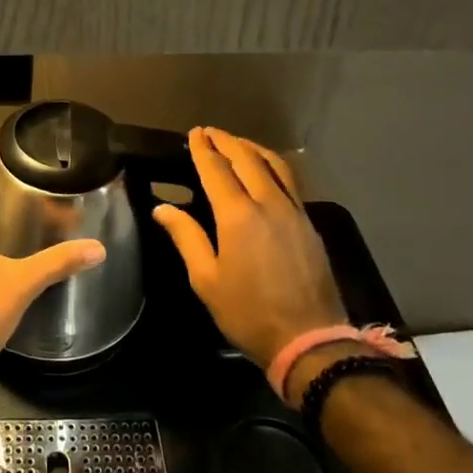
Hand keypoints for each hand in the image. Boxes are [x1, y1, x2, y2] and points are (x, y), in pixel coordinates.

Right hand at [153, 127, 347, 370]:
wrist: (309, 340)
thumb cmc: (248, 312)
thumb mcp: (206, 279)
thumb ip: (186, 237)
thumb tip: (162, 209)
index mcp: (238, 215)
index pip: (216, 169)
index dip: (203, 149)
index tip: (194, 133)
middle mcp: (268, 203)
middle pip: (247, 159)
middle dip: (226, 141)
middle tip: (210, 132)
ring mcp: (294, 211)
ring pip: (274, 165)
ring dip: (252, 148)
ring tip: (237, 143)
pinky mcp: (309, 224)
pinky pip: (289, 181)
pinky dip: (272, 165)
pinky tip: (265, 171)